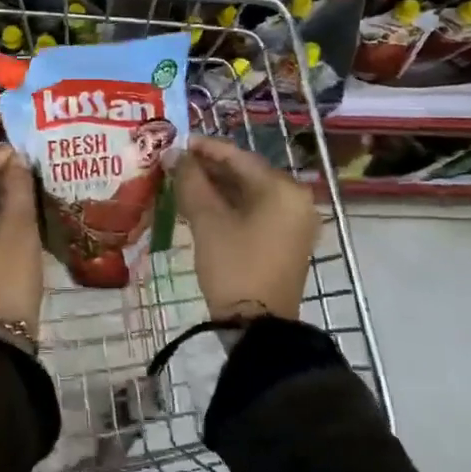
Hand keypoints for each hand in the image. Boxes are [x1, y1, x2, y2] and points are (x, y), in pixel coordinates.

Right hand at [175, 135, 316, 321]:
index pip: (239, 157)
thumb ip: (190, 181)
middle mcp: (296, 200)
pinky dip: (230, 206)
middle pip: (246, 173)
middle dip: (210, 168)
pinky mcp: (286, 242)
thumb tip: (174, 154)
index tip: (177, 142)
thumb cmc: (234, 266)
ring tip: (182, 182)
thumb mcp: (207, 221)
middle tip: (176, 164)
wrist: (258, 329)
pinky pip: (256, 211)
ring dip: (217, 187)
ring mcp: (294, 223)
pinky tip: (201, 205)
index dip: (205, 148)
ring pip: (250, 193)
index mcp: (283, 189)